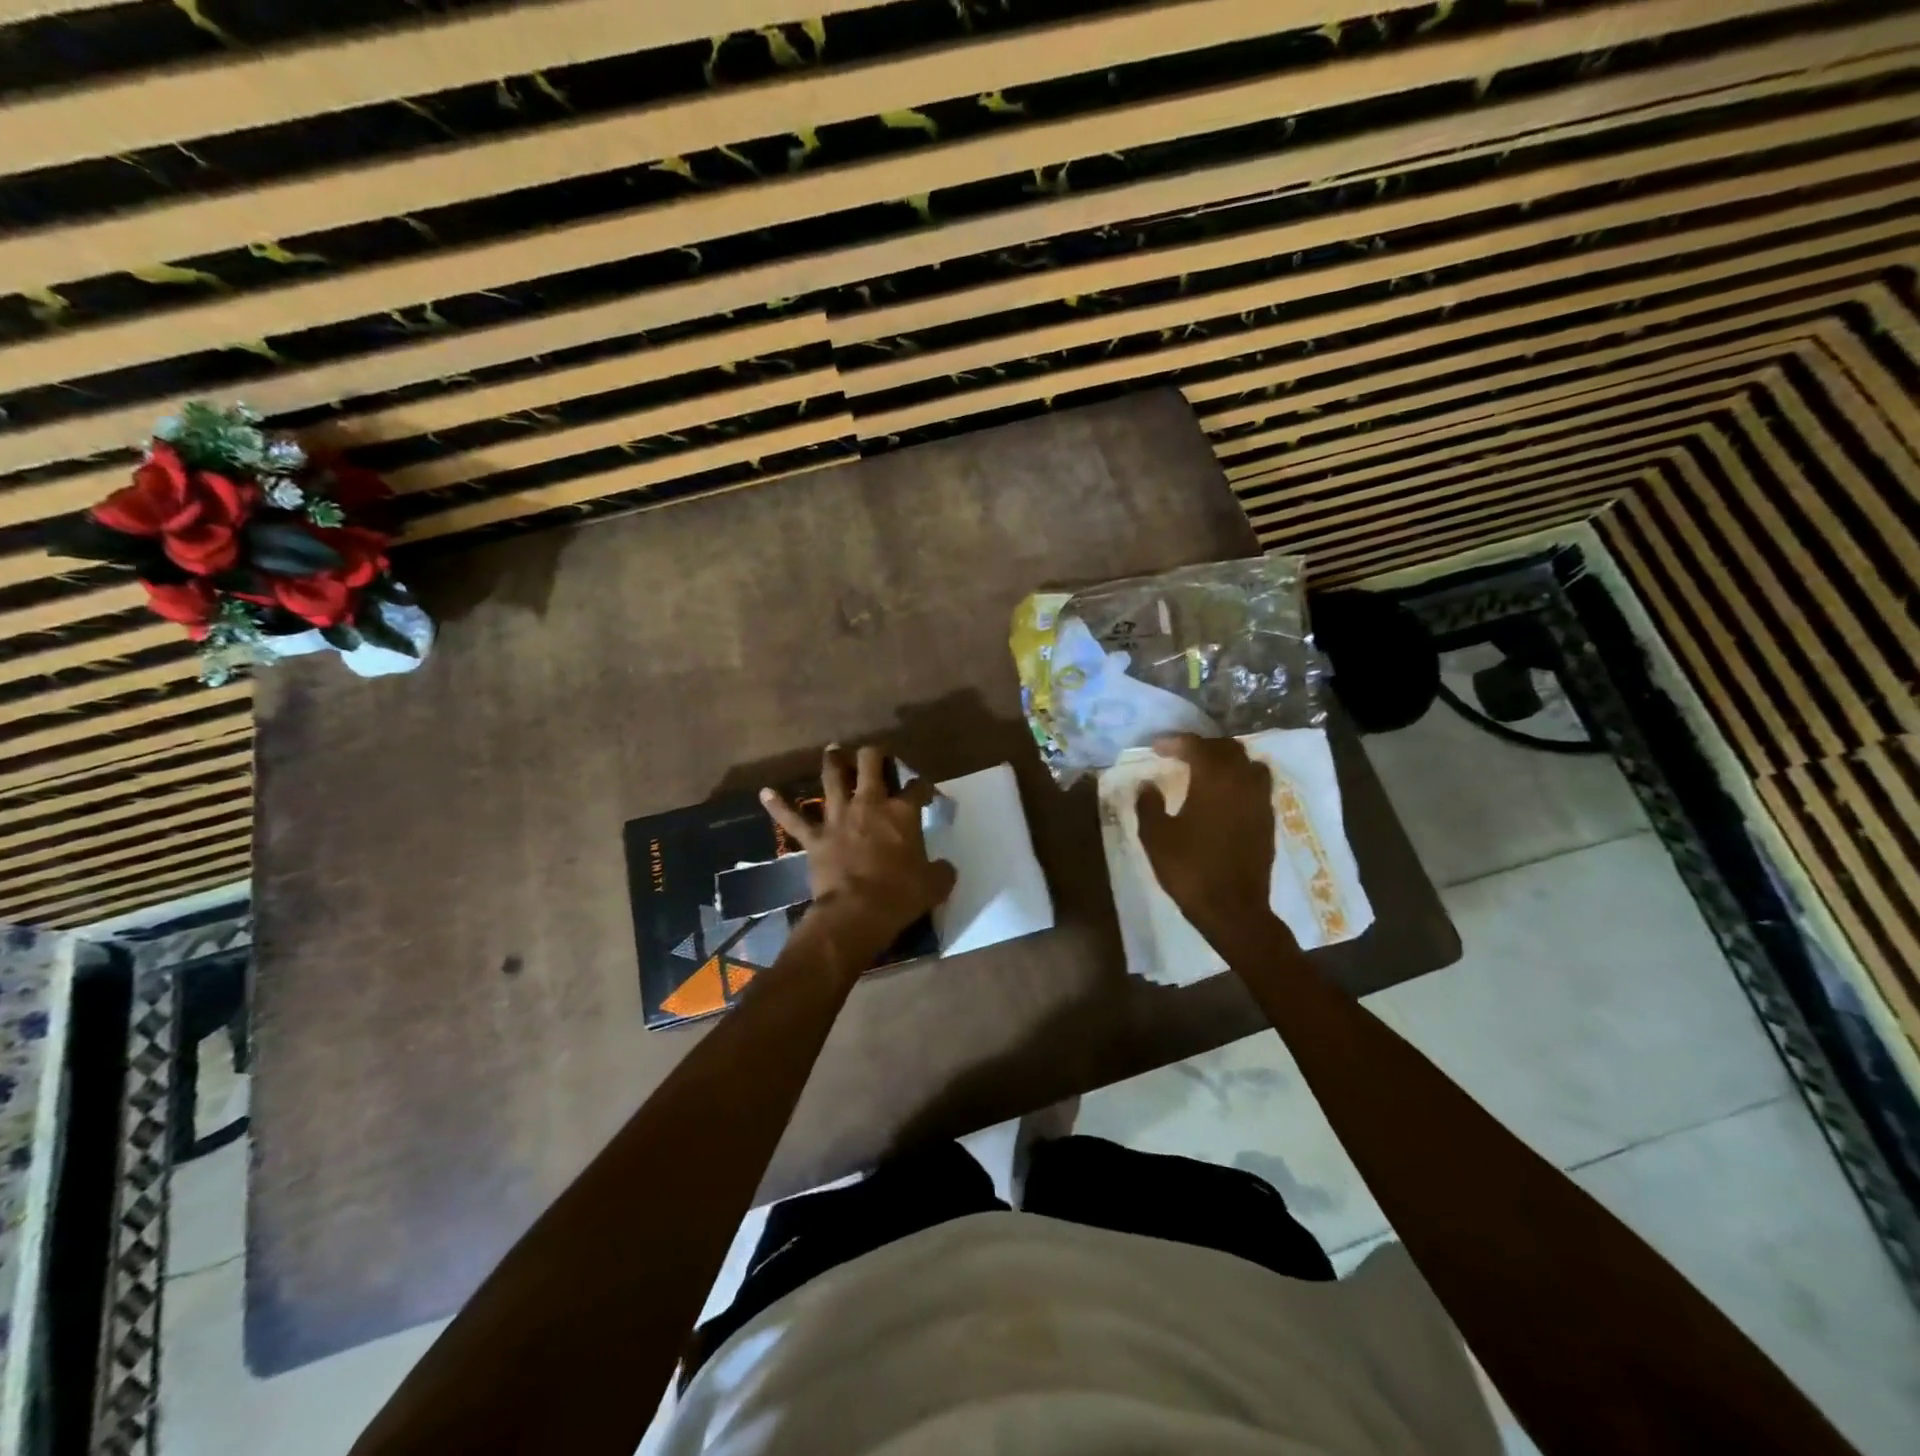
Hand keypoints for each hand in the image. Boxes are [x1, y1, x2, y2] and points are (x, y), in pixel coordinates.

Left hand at [761, 746, 956, 948]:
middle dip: (873, 755)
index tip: (926, 792)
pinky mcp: (814, 837)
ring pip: (832, 778)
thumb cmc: (900, 896)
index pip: (916, 788)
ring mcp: (838, 818)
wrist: (856, 912)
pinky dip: (778, 806)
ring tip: (833, 751)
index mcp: (902, 813)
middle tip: (874, 755)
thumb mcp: (935, 885)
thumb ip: (942, 871)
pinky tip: (765, 793)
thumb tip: (946, 867)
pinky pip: (792, 818)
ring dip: (833, 762)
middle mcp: (870, 805)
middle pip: (870, 765)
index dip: (923, 786)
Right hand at [1135, 734, 1286, 949]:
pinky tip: (1225, 795)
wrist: (1233, 909)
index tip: (1156, 747)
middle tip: (1181, 754)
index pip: (1197, 746)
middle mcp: (1242, 782)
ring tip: (1207, 770)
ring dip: (1227, 760)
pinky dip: (1241, 779)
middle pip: (1228, 748)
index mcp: (1214, 780)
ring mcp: (1260, 801)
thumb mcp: (1156, 837)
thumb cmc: (1190, 870)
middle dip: (1203, 746)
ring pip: (1249, 764)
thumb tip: (1148, 784)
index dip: (1175, 742)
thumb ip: (1149, 805)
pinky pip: (1258, 785)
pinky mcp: (1269, 820)